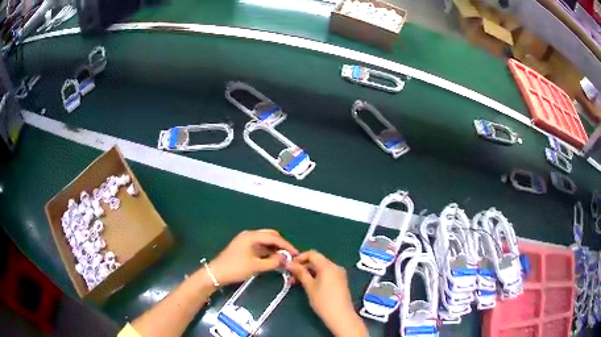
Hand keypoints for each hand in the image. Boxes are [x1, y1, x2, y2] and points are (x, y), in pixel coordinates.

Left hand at [209, 229, 297, 285]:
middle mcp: (249, 235)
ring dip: (275, 249)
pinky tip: (273, 259)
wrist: (216, 273)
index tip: (296, 253)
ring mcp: (246, 241)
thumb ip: (272, 262)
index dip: (286, 245)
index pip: (274, 237)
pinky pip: (260, 247)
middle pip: (270, 236)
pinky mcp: (244, 248)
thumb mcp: (256, 266)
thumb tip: (285, 258)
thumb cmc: (235, 268)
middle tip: (291, 255)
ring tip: (284, 258)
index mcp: (251, 236)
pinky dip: (268, 252)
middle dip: (281, 245)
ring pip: (265, 242)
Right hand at [287, 250, 367, 336]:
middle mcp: (335, 266)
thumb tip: (288, 263)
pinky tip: (309, 284)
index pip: (312, 254)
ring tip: (297, 282)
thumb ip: (300, 272)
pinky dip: (316, 276)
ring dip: (309, 272)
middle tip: (291, 276)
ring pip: (321, 267)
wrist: (340, 316)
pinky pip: (327, 273)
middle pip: (317, 260)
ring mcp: (339, 274)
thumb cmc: (323, 301)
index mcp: (328, 265)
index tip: (289, 266)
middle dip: (303, 266)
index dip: (299, 257)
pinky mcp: (340, 281)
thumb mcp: (309, 286)